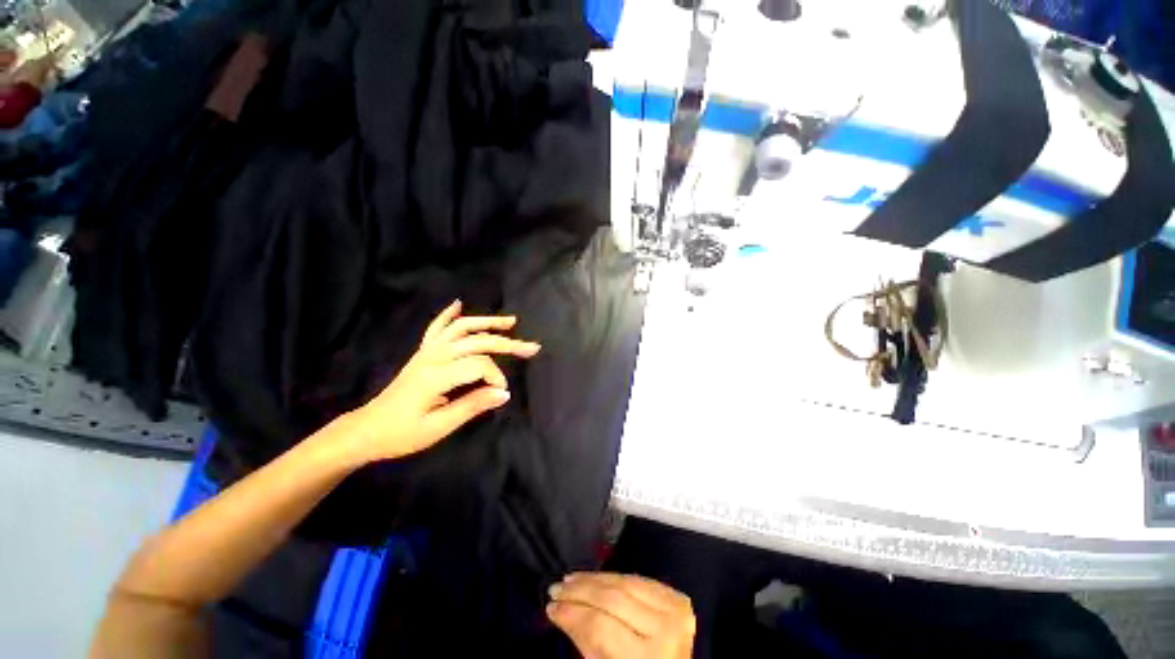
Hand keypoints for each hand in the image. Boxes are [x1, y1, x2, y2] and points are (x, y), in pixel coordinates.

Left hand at [344, 300, 539, 462]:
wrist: (366, 429)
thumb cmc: (401, 434)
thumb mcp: (438, 428)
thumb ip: (472, 406)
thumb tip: (504, 393)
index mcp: (436, 376)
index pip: (479, 365)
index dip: (496, 377)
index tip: (501, 393)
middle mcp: (433, 356)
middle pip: (476, 341)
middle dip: (507, 343)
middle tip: (532, 348)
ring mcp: (427, 351)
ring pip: (461, 328)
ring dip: (487, 322)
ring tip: (511, 321)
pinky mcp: (423, 352)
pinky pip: (437, 328)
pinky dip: (449, 314)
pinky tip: (458, 304)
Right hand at [548, 573, 695, 658]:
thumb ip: (586, 643)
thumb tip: (561, 611)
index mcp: (648, 658)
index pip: (600, 627)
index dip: (572, 614)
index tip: (551, 608)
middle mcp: (665, 630)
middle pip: (612, 600)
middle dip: (579, 592)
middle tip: (556, 588)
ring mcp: (674, 610)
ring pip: (623, 583)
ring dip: (593, 579)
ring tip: (571, 579)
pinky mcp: (675, 596)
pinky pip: (637, 579)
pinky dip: (613, 577)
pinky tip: (596, 576)